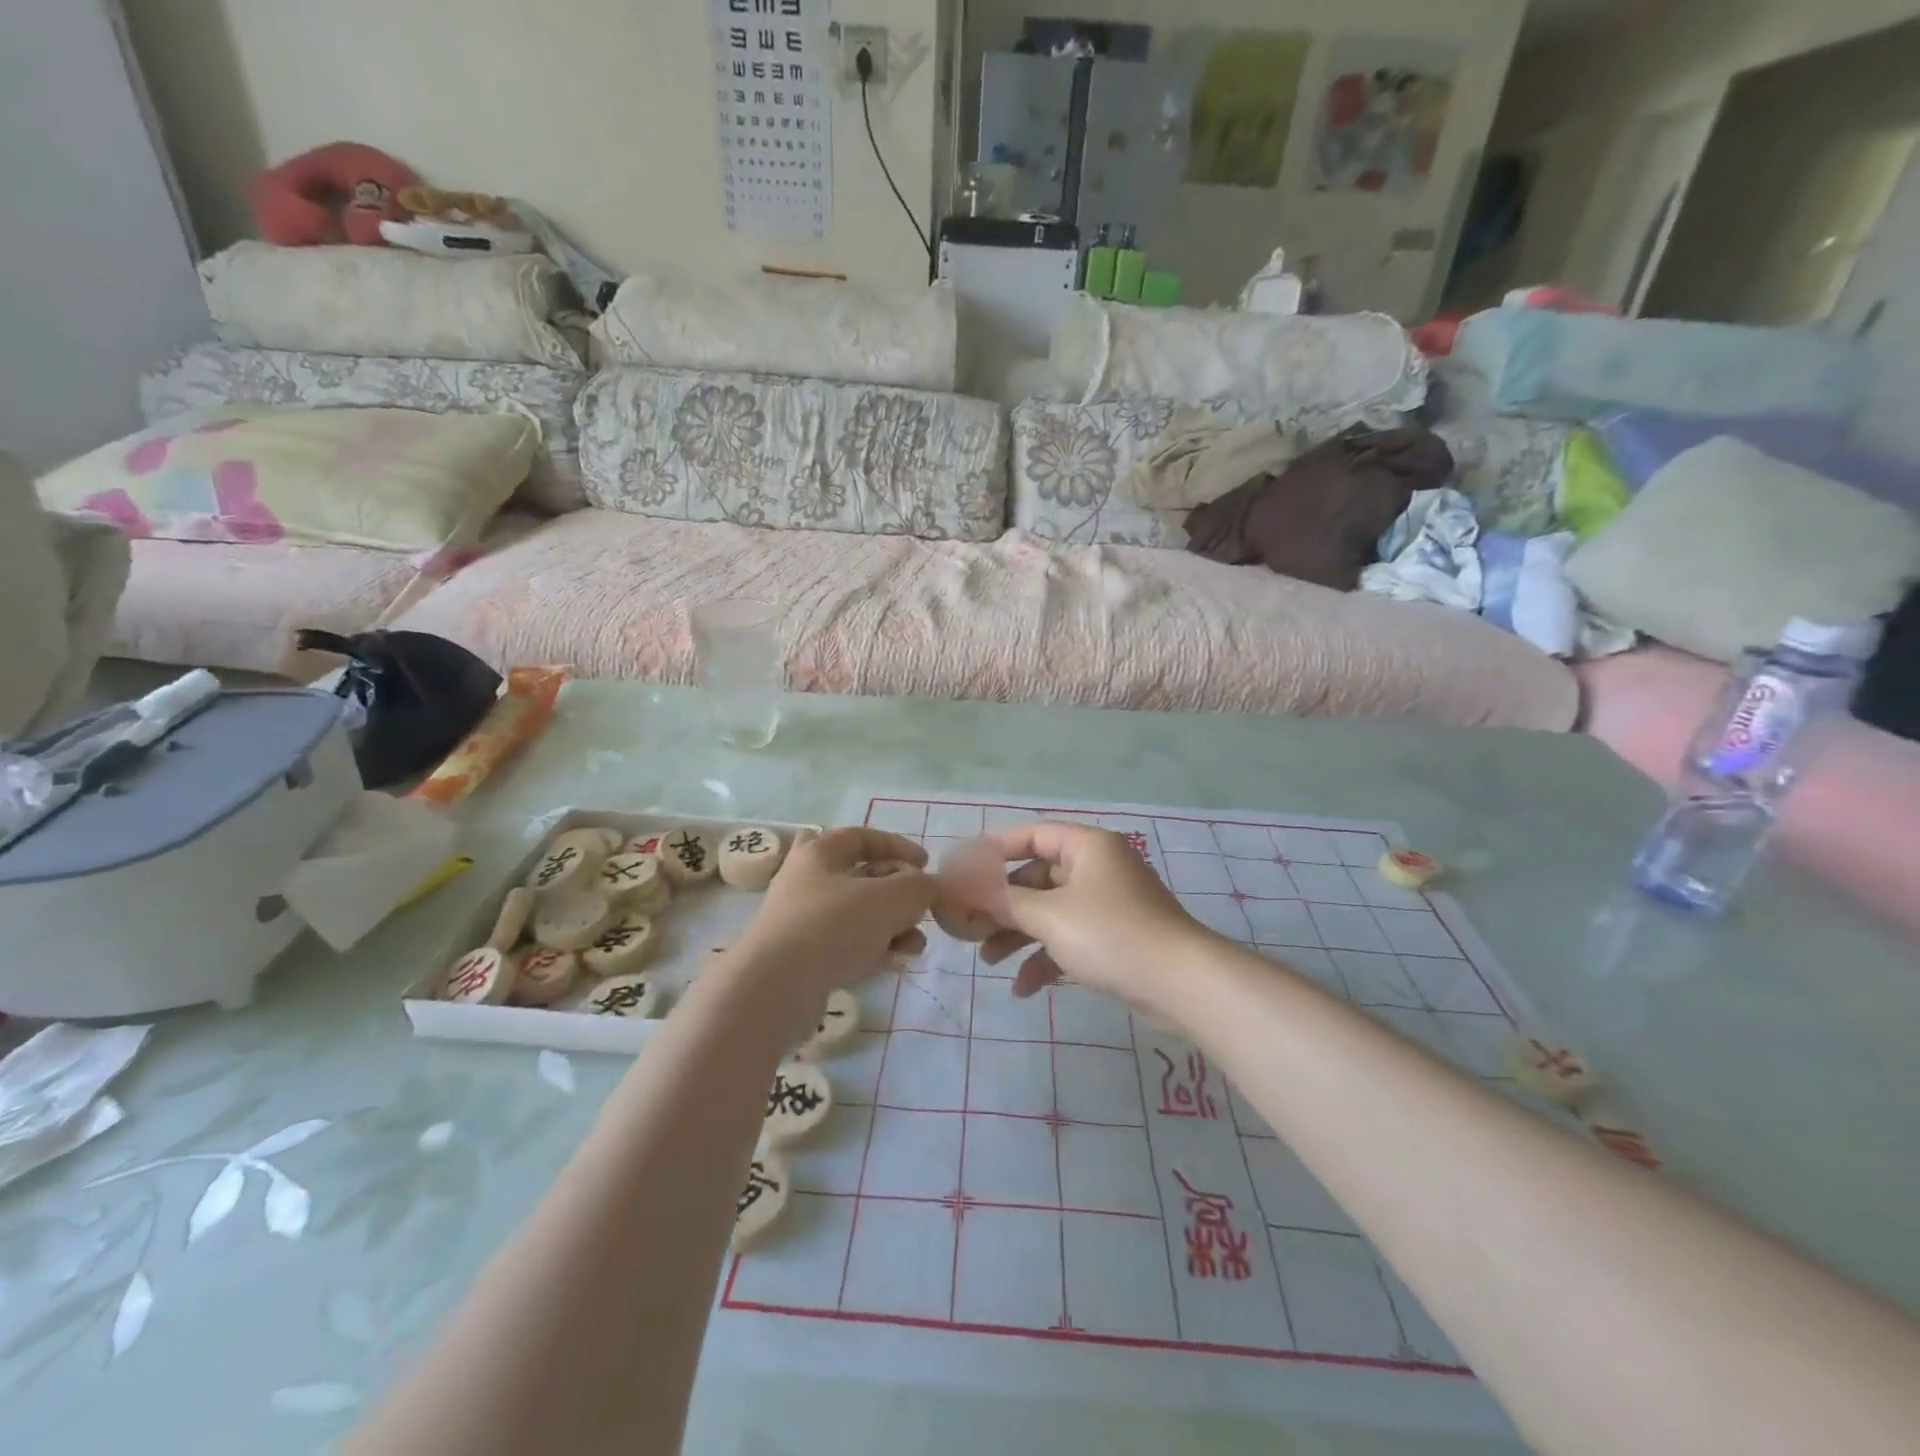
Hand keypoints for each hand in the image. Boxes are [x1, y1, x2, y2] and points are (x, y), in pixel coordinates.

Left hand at [724, 828, 933, 1027]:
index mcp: (819, 852)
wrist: (773, 989)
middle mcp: (807, 881)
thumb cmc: (832, 927)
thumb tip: (929, 887)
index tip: (926, 864)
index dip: (898, 846)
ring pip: (858, 914)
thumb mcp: (890, 898)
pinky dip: (874, 948)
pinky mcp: (803, 957)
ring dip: (892, 926)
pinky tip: (895, 962)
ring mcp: (803, 921)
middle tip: (922, 909)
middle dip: (900, 894)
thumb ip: (920, 886)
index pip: (863, 836)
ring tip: (914, 945)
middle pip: (864, 877)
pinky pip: (847, 944)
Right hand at [971, 823, 1208, 1017]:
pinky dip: (1046, 958)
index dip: (997, 849)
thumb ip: (1006, 901)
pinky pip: (1071, 939)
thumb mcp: (1049, 916)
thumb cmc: (1110, 935)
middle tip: (972, 925)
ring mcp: (1109, 905)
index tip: (966, 868)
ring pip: (1052, 912)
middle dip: (1004, 904)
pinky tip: (1023, 989)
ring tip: (989, 961)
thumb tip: (970, 889)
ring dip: (1019, 935)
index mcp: (1088, 847)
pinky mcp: (1116, 939)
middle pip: (1039, 877)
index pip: (1034, 834)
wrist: (1180, 984)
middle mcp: (1099, 868)